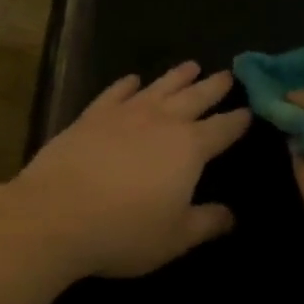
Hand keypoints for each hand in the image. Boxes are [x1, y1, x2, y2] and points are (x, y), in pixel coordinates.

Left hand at [10, 63, 251, 278]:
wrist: (55, 214)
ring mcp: (124, 114)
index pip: (222, 129)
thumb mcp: (175, 238)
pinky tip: (132, 80)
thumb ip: (206, 223)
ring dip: (177, 76)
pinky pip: (114, 93)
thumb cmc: (124, 231)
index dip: (237, 121)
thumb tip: (231, 216)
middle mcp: (161, 122)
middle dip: (213, 87)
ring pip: (158, 88)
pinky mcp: (91, 116)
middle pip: (194, 98)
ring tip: (191, 66)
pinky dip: (126, 85)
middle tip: (227, 75)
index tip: (249, 111)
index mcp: (189, 149)